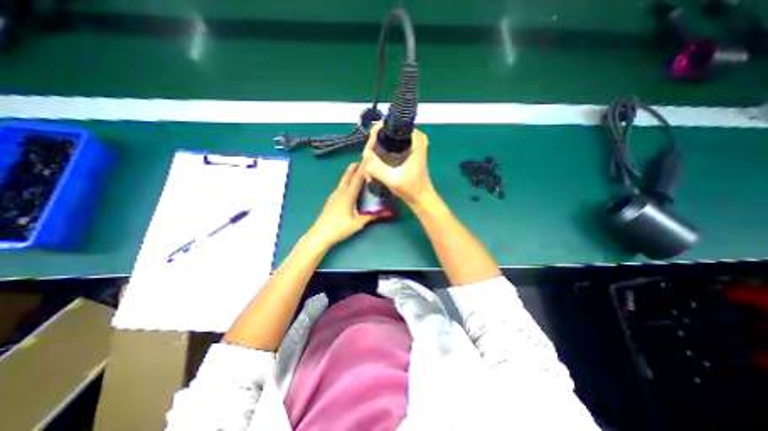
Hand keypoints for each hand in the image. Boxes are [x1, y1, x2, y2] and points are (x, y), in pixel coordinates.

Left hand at [306, 162, 390, 249]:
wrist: (320, 235)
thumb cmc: (340, 228)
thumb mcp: (358, 222)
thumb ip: (373, 216)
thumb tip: (388, 213)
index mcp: (348, 195)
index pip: (357, 177)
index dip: (364, 167)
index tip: (369, 157)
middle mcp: (340, 192)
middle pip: (347, 175)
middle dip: (355, 166)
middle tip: (364, 161)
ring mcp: (334, 195)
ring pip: (343, 180)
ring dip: (351, 174)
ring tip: (360, 173)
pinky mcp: (331, 200)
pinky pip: (341, 187)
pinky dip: (347, 182)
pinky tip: (351, 188)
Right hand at [362, 122, 433, 208]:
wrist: (420, 198)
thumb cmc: (411, 188)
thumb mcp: (393, 179)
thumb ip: (377, 167)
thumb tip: (364, 155)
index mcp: (414, 138)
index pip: (387, 126)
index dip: (374, 137)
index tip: (369, 152)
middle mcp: (412, 137)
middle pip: (384, 133)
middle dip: (373, 147)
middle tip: (368, 164)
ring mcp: (408, 144)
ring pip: (383, 141)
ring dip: (374, 153)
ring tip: (370, 169)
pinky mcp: (404, 151)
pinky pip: (386, 147)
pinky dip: (379, 157)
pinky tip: (374, 169)